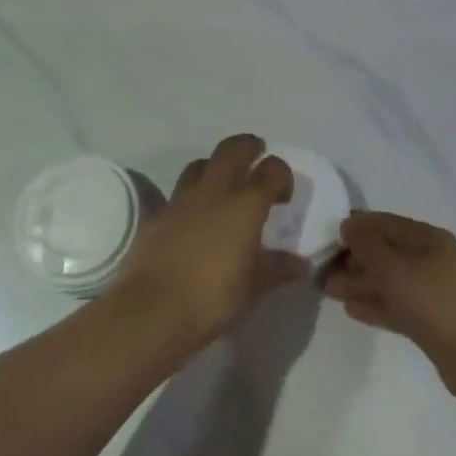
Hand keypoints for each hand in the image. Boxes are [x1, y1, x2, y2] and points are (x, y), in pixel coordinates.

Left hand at [108, 135, 309, 354]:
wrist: (154, 308)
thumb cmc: (214, 297)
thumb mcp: (254, 286)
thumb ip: (278, 268)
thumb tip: (301, 265)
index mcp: (245, 204)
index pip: (271, 170)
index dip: (282, 174)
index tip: (284, 194)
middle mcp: (215, 190)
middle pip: (233, 149)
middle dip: (248, 147)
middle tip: (256, 156)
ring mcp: (183, 198)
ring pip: (201, 163)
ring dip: (216, 165)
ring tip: (223, 183)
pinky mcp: (159, 213)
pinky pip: (178, 192)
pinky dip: (191, 196)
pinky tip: (194, 217)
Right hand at [326, 211, 455, 407]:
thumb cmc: (438, 303)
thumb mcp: (396, 269)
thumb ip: (368, 245)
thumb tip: (348, 223)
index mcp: (429, 238)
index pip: (386, 223)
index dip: (356, 227)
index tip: (326, 236)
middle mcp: (432, 260)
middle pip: (387, 252)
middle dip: (355, 258)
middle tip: (322, 268)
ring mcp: (434, 292)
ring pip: (390, 281)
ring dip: (361, 283)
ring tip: (328, 289)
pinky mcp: (433, 323)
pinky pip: (397, 305)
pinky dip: (376, 304)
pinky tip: (351, 310)